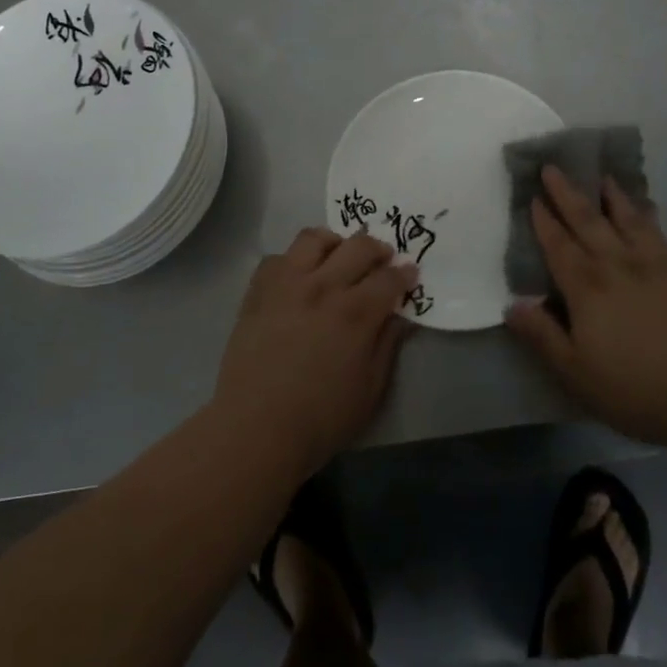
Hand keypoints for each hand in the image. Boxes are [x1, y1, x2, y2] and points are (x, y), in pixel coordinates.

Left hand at [214, 228, 417, 479]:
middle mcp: (323, 286)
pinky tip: (298, 278)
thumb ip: (387, 345)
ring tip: (338, 257)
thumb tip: (398, 316)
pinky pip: (278, 257)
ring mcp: (286, 284)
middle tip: (383, 260)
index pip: (389, 278)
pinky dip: (294, 261)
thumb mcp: (371, 389)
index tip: (410, 273)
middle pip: (358, 246)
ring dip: (334, 242)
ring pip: (314, 238)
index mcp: (356, 312)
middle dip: (378, 249)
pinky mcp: (258, 291)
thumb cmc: (321, 417)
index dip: (404, 274)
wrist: (256, 428)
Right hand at [505, 166, 666, 448]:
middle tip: (553, 168)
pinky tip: (645, 207)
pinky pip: (656, 231)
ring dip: (609, 196)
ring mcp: (652, 264)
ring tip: (600, 176)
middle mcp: (615, 265)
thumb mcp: (577, 373)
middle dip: (567, 195)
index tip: (534, 197)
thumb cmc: (638, 387)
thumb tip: (512, 305)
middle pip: (587, 222)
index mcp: (586, 288)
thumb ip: (543, 336)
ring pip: (624, 219)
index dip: (544, 222)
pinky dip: (645, 213)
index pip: (558, 247)